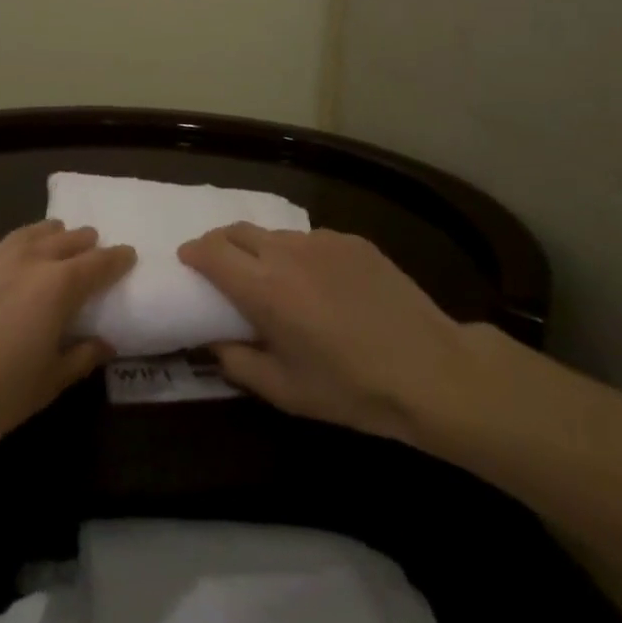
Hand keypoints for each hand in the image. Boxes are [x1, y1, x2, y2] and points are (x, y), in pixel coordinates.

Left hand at [0, 220, 134, 457]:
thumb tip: (104, 344)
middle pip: (63, 242)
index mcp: (58, 287)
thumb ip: (80, 358)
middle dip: (82, 240)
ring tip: (54, 230)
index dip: (116, 259)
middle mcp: (27, 262)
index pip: (97, 265)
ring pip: (24, 234)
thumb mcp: (48, 382)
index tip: (128, 254)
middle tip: (92, 240)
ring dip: (44, 231)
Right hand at [178, 224, 497, 452]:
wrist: (433, 371)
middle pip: (237, 230)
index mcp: (264, 289)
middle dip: (219, 244)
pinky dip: (299, 255)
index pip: (211, 251)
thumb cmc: (352, 389)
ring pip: (274, 234)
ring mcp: (323, 242)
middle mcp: (287, 253)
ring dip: (260, 250)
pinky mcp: (353, 241)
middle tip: (220, 268)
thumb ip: (237, 362)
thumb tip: (213, 341)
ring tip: (273, 280)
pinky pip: (311, 240)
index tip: (188, 263)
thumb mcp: (284, 391)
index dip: (193, 253)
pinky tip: (319, 285)